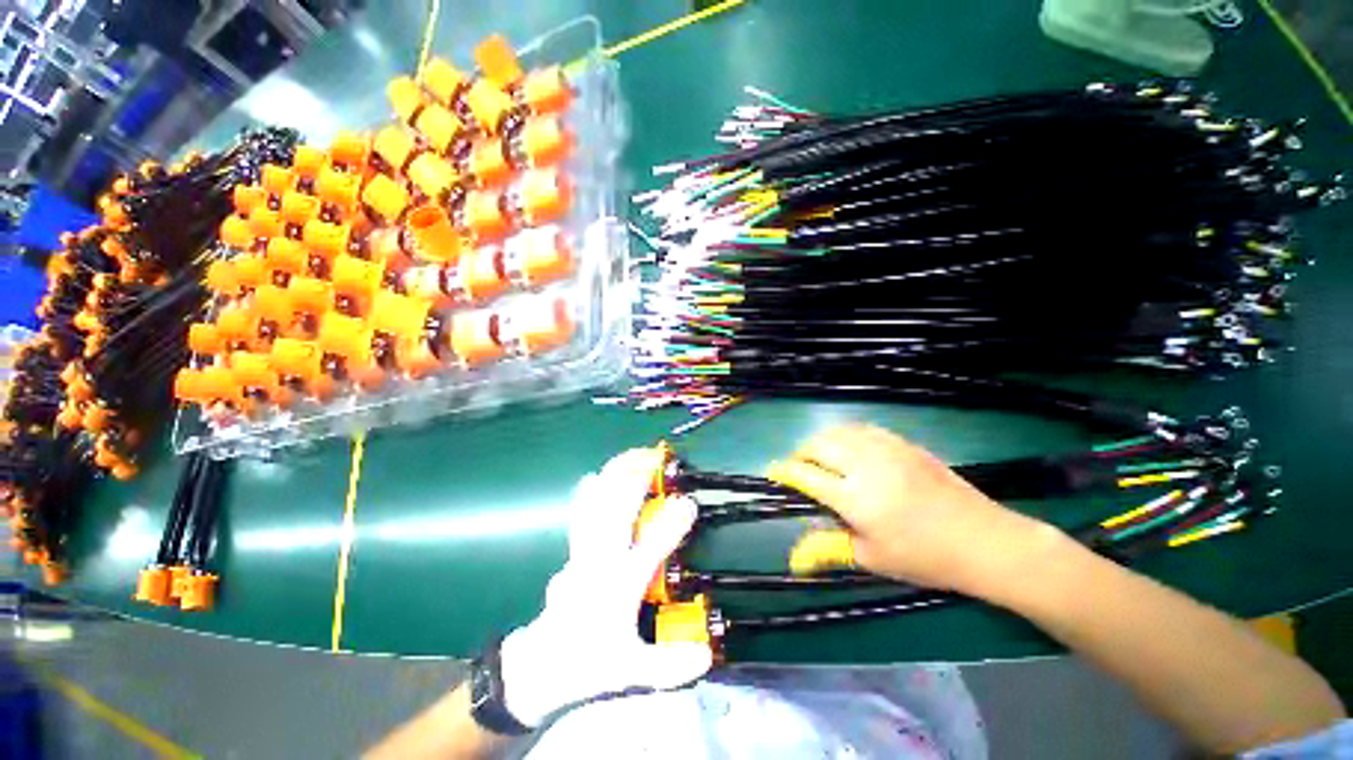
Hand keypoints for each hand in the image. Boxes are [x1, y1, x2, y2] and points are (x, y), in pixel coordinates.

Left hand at [500, 449, 712, 727]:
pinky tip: (593, 476)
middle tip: (654, 460)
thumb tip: (706, 656)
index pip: (650, 550)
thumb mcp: (630, 672)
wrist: (539, 668)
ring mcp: (583, 553)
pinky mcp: (573, 552)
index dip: (671, 525)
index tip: (689, 504)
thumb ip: (668, 664)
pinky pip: (581, 515)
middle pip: (616, 514)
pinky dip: (589, 493)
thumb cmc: (589, 666)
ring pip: (597, 507)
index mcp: (618, 587)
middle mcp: (600, 563)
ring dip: (613, 479)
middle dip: (635, 483)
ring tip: (629, 457)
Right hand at [768, 424, 1048, 593]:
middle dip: (801, 453)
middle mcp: (866, 465)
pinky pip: (863, 429)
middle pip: (819, 445)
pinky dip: (846, 435)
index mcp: (855, 498)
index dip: (785, 472)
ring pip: (839, 431)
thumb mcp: (872, 557)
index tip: (773, 473)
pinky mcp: (904, 443)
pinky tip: (850, 449)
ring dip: (822, 441)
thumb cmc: (925, 557)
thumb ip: (829, 547)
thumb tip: (794, 558)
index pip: (806, 476)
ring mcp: (887, 449)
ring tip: (821, 457)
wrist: (984, 540)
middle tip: (799, 468)